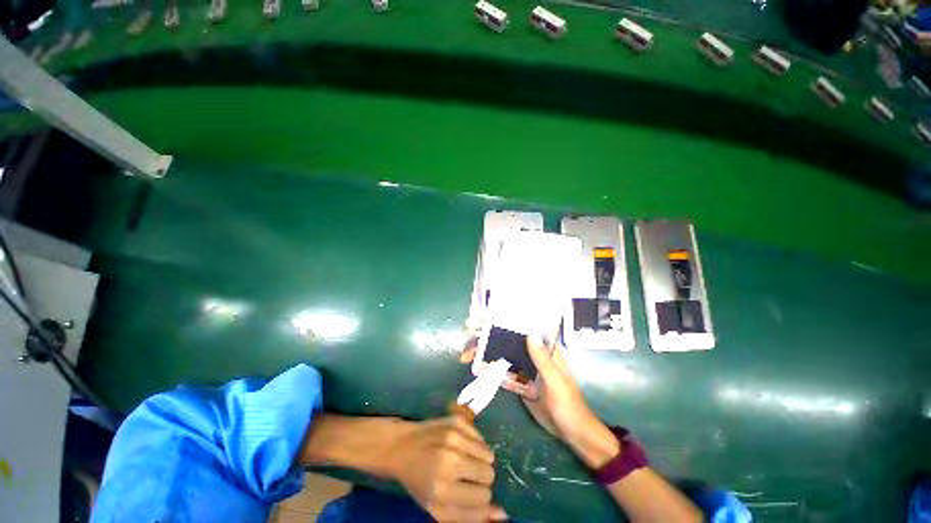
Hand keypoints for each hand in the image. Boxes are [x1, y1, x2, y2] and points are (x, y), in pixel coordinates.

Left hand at [383, 416, 506, 521]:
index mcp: (443, 491)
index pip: (484, 498)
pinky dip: (476, 445)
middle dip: (482, 479)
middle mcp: (450, 462)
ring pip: (489, 455)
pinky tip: (461, 446)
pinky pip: (482, 438)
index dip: (480, 498)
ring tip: (464, 460)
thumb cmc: (419, 481)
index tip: (469, 492)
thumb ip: (470, 517)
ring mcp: (454, 437)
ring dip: (480, 461)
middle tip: (466, 475)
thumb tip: (503, 514)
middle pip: (489, 475)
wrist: (401, 446)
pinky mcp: (456, 420)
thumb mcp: (438, 508)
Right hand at [461, 335, 617, 467]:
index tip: (485, 321)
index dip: (504, 323)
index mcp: (544, 351)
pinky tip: (476, 369)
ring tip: (466, 356)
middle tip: (468, 342)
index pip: (523, 330)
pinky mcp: (520, 384)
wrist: (572, 434)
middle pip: (508, 342)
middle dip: (488, 340)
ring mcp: (525, 370)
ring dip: (486, 355)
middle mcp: (533, 356)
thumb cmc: (569, 405)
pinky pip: (503, 374)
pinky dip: (490, 371)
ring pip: (503, 356)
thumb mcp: (556, 381)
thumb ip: (542, 359)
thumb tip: (530, 331)